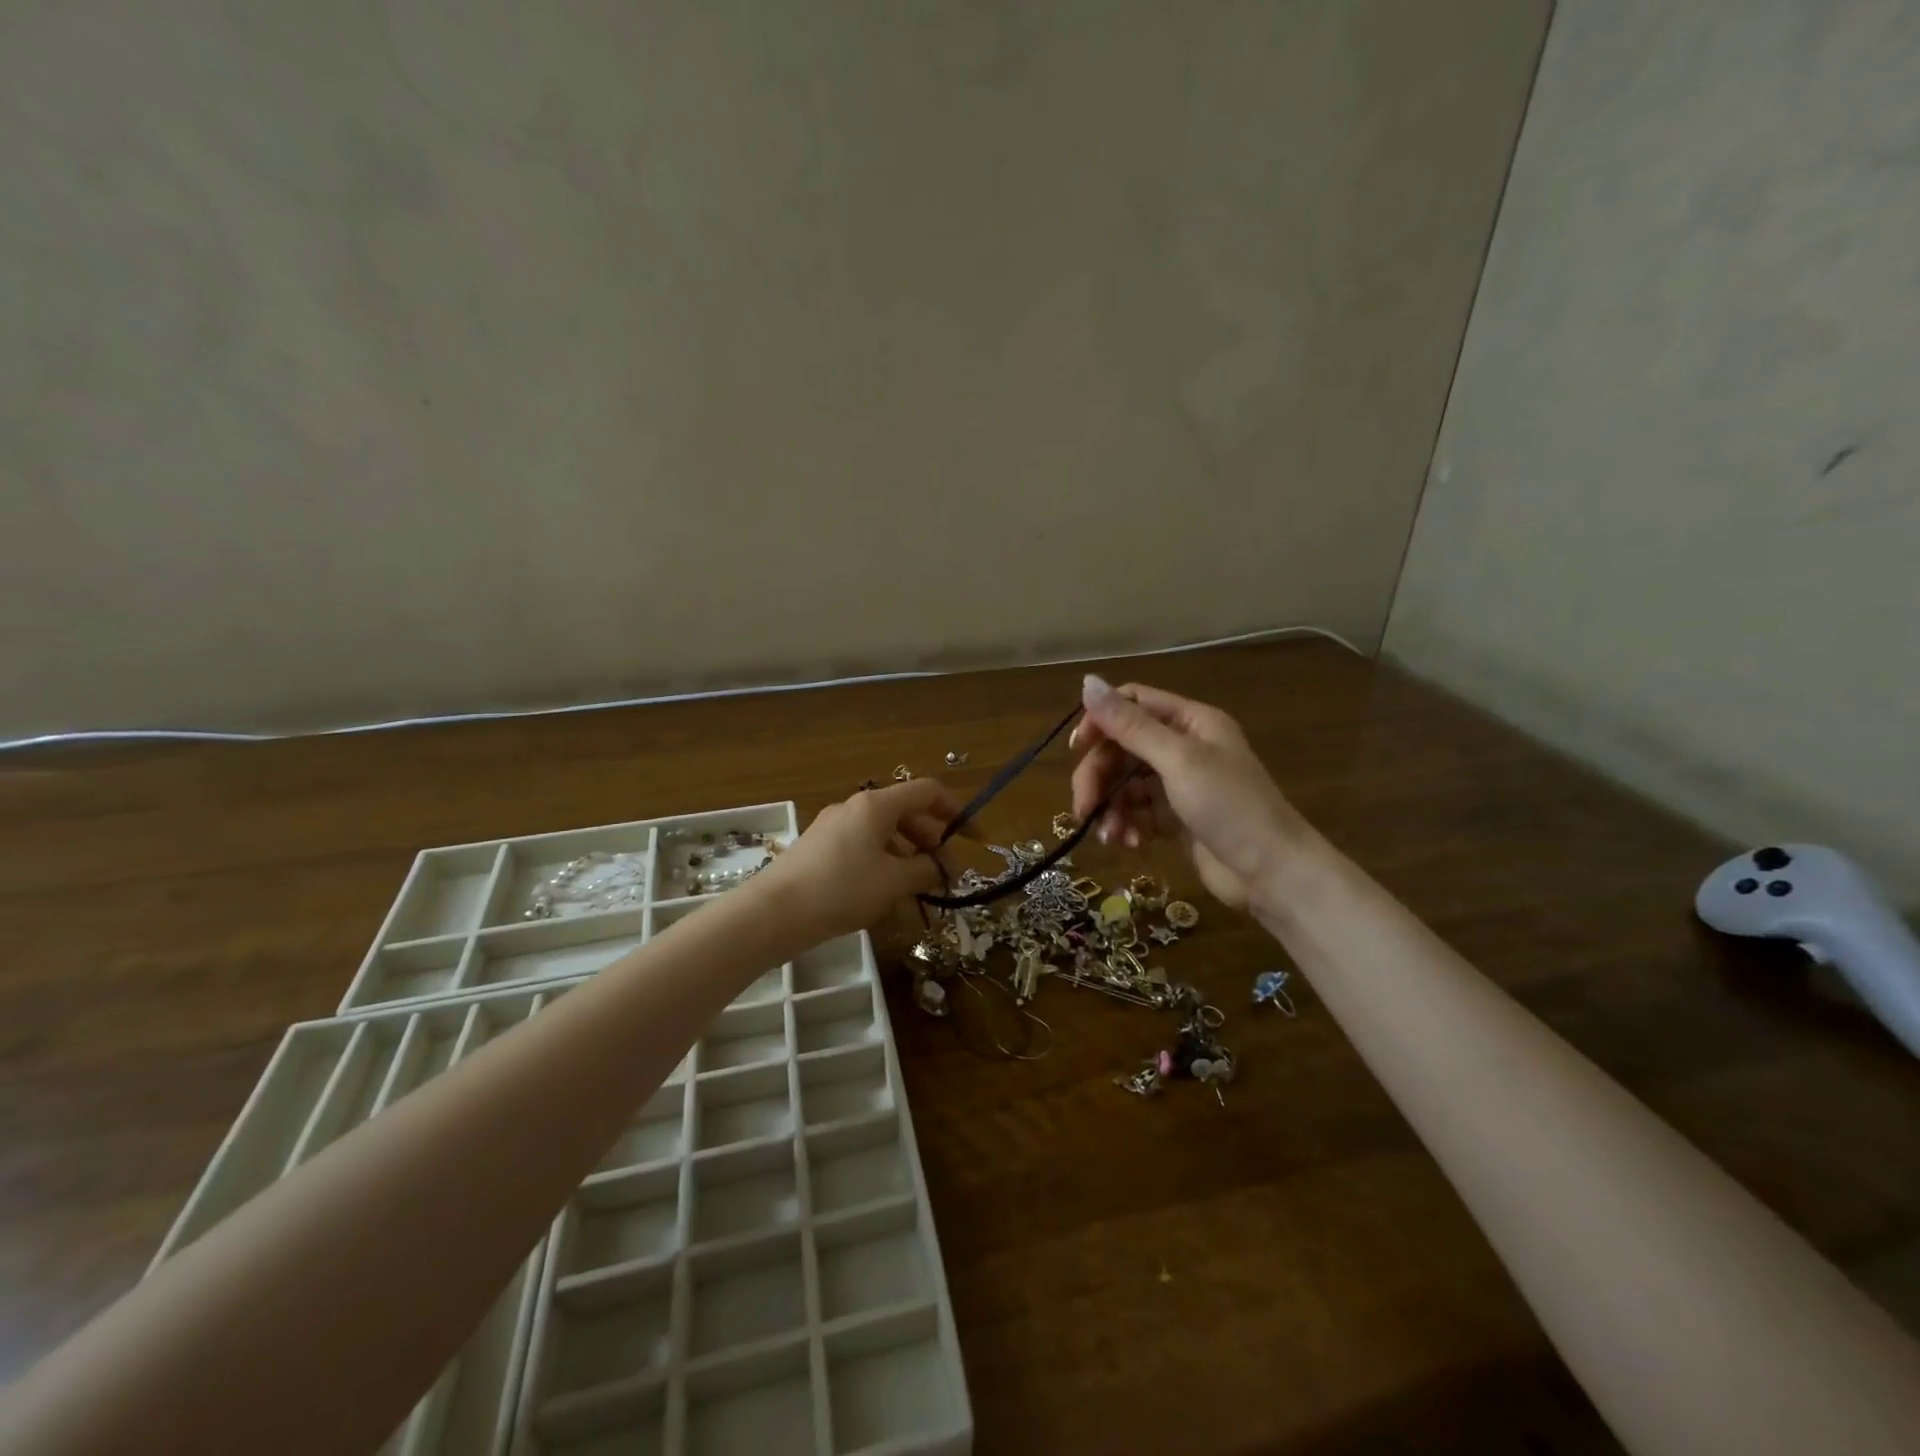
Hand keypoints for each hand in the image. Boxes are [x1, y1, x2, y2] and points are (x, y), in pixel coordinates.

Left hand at [755, 778, 962, 945]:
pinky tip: (884, 890)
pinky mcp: (819, 847)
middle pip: (907, 811)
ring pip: (884, 830)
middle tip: (945, 872)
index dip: (957, 811)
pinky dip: (883, 860)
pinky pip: (863, 844)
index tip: (974, 840)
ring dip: (908, 852)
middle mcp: (855, 806)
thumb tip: (942, 867)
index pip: (929, 791)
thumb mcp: (893, 882)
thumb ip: (926, 870)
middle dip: (932, 839)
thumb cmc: (841, 890)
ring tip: (918, 886)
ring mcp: (834, 825)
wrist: (772, 913)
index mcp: (877, 805)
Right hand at [1069, 675, 1311, 912]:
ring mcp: (1179, 784)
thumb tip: (1087, 681)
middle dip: (1099, 777)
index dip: (1101, 721)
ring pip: (1124, 784)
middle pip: (1122, 748)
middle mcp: (1183, 747)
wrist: (1271, 873)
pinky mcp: (1175, 819)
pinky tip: (1129, 844)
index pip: (1132, 704)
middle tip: (1084, 808)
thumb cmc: (1229, 806)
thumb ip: (1131, 725)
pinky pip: (1137, 812)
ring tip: (1111, 835)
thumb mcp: (1178, 760)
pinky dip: (1126, 826)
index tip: (1078, 749)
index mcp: (1190, 722)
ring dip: (1110, 808)